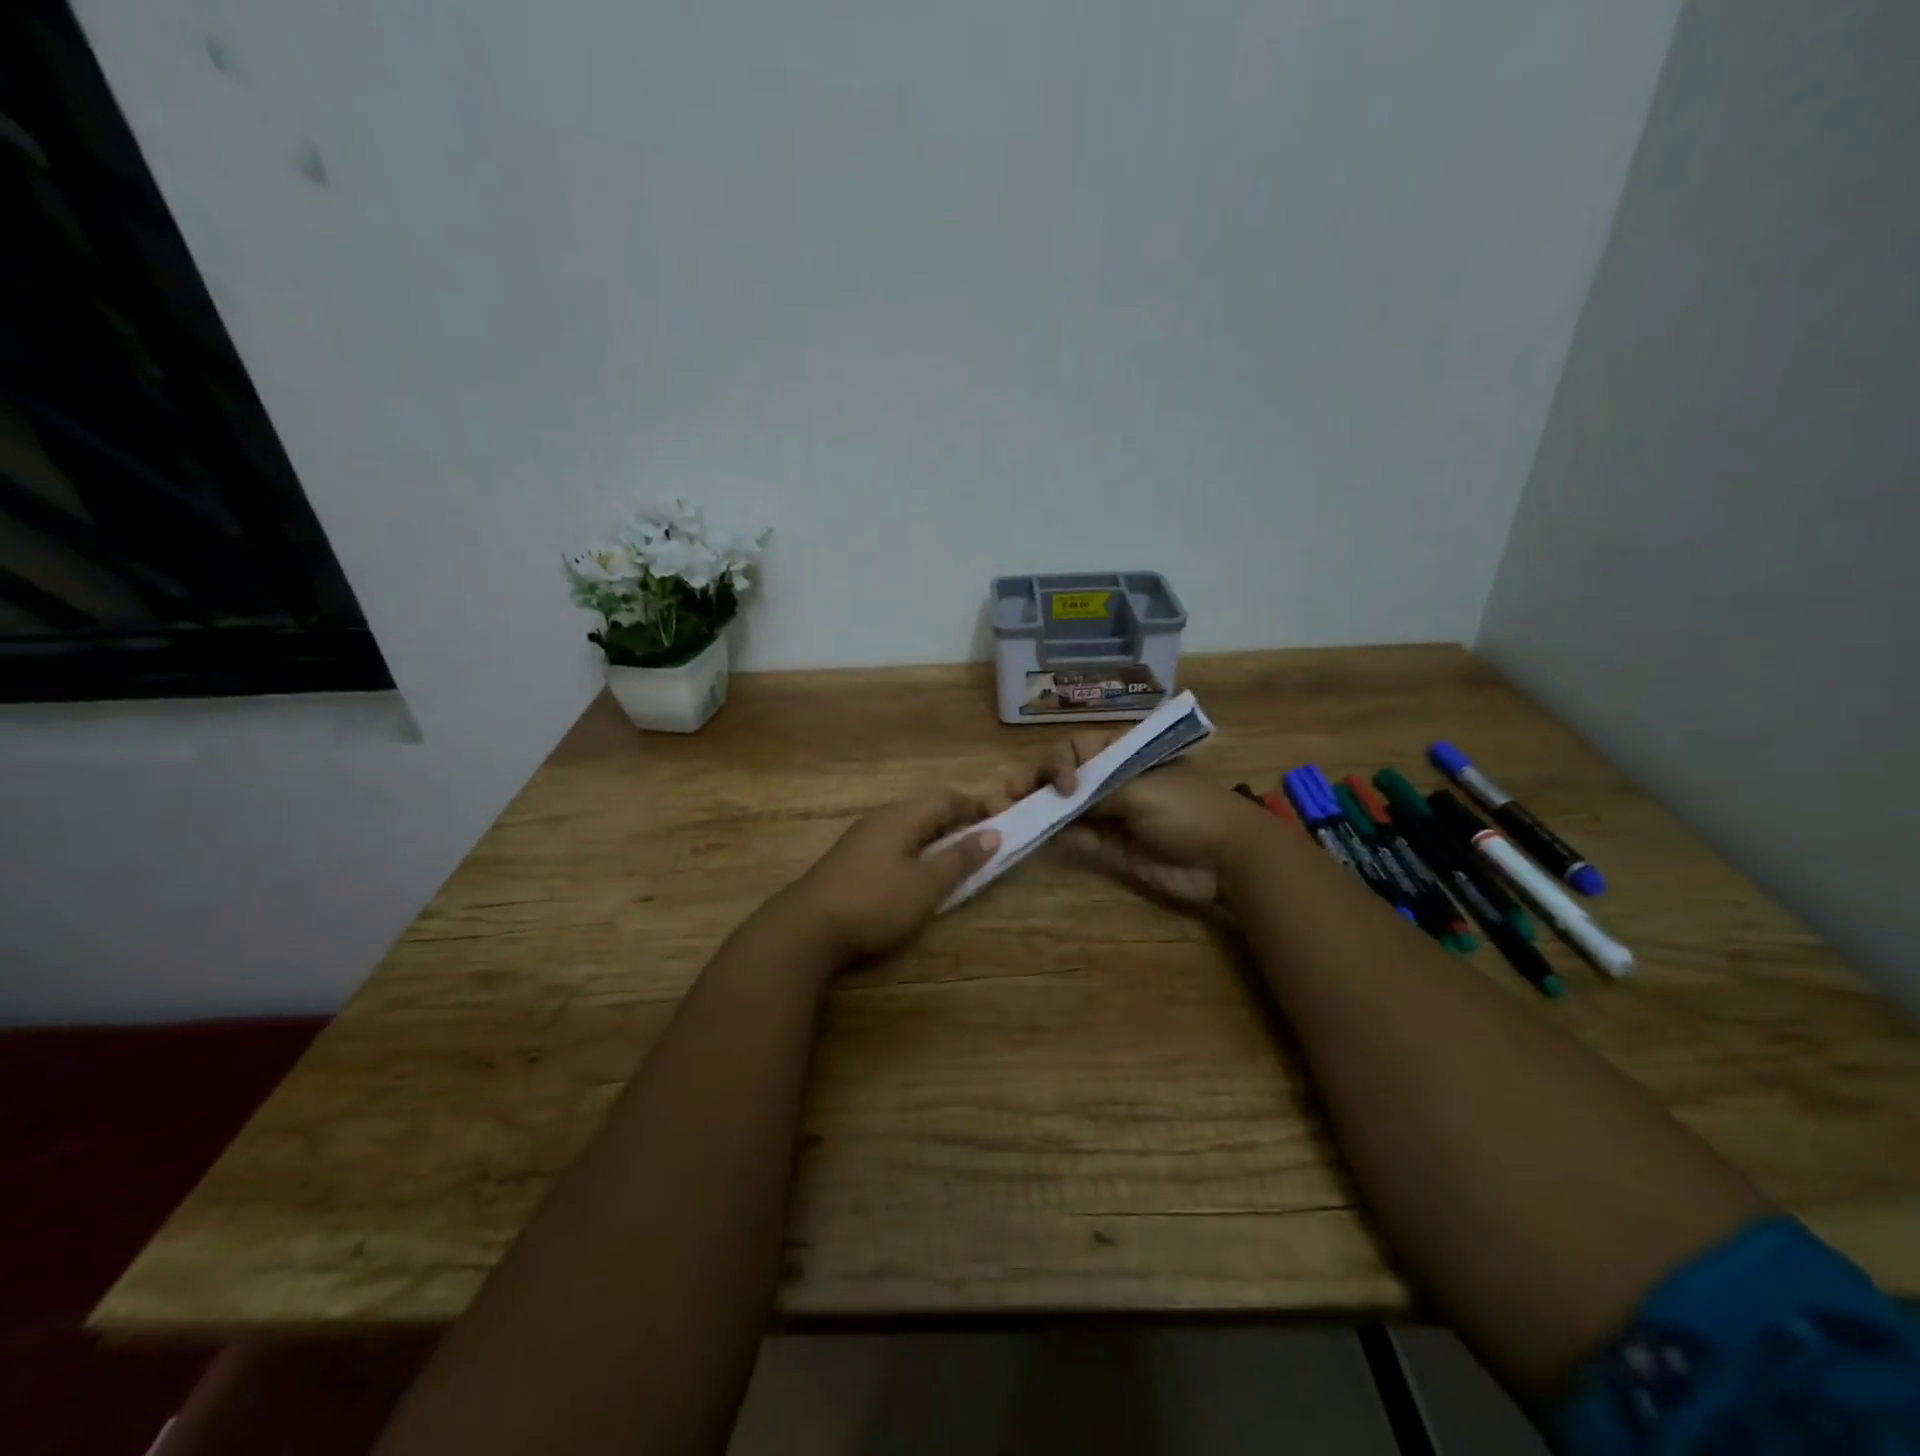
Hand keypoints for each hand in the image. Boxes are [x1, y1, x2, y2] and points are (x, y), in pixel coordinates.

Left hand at [778, 792, 1000, 961]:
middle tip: (984, 846)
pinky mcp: (850, 861)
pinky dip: (916, 853)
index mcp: (903, 816)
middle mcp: (882, 818)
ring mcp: (862, 839)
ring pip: (909, 828)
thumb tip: (993, 832)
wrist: (805, 929)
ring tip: (956, 863)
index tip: (1004, 824)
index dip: (978, 808)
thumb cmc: (874, 902)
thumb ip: (960, 858)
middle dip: (958, 823)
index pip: (948, 798)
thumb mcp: (926, 884)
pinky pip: (894, 845)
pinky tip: (918, 876)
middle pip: (928, 810)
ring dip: (936, 840)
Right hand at [994, 733, 1271, 907]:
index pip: (1075, 749)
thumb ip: (1097, 790)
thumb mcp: (1142, 790)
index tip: (1063, 786)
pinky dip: (1054, 835)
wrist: (1227, 858)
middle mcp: (1110, 781)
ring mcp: (1108, 814)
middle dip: (1034, 783)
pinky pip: (1075, 838)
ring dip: (1037, 809)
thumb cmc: (1189, 810)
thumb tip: (1058, 797)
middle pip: (1062, 777)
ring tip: (1007, 813)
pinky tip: (1033, 834)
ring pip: (1063, 808)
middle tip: (1007, 796)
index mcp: (1121, 755)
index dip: (1058, 763)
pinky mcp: (1109, 847)